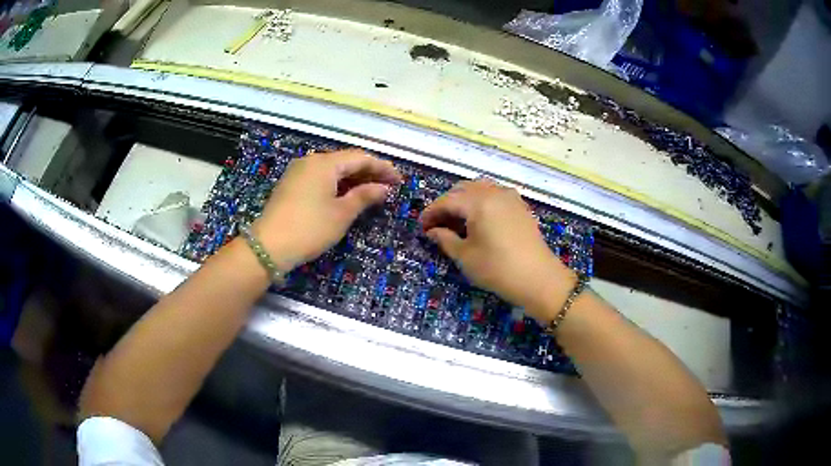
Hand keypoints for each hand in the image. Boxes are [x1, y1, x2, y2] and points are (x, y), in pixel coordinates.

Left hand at [252, 149, 401, 269]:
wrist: (268, 246)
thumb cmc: (310, 228)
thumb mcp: (341, 213)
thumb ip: (364, 196)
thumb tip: (384, 188)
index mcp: (324, 163)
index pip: (360, 158)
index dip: (382, 167)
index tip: (399, 180)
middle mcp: (310, 161)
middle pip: (345, 161)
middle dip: (368, 172)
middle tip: (388, 187)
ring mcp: (298, 172)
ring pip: (332, 170)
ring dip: (353, 179)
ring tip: (371, 192)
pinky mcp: (290, 185)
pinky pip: (320, 178)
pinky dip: (337, 185)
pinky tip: (346, 196)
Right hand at [420, 179, 574, 318]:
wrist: (539, 278)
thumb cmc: (497, 269)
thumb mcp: (465, 256)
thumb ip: (445, 239)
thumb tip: (432, 231)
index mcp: (478, 201)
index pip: (447, 201)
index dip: (431, 212)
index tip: (421, 226)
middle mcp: (494, 192)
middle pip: (463, 189)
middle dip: (447, 204)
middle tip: (437, 224)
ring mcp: (510, 197)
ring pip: (480, 189)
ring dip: (464, 200)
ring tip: (457, 221)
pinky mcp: (521, 206)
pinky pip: (495, 195)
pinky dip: (481, 202)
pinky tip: (479, 220)